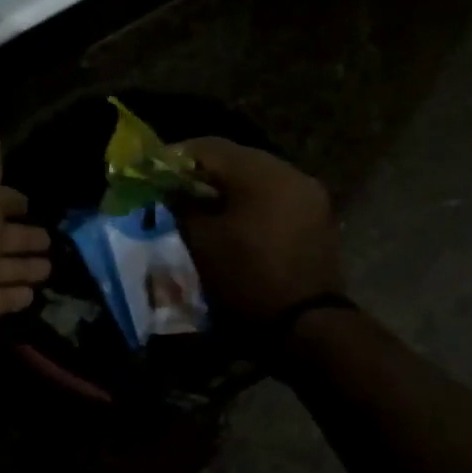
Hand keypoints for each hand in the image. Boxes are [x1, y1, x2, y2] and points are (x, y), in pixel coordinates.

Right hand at [173, 138, 341, 322]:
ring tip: (203, 208)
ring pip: (259, 178)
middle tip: (175, 190)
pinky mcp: (318, 217)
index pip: (209, 147)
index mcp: (260, 172)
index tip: (153, 172)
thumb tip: (170, 191)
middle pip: (237, 158)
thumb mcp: (201, 242)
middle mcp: (290, 172)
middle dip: (203, 172)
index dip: (176, 157)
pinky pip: (277, 197)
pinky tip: (234, 222)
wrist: (305, 325)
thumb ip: (182, 207)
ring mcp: (309, 194)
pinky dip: (252, 203)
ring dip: (229, 188)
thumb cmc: (245, 279)